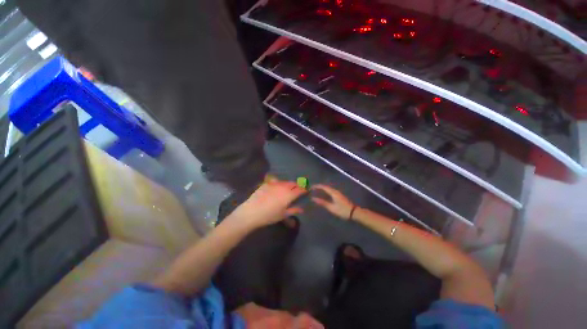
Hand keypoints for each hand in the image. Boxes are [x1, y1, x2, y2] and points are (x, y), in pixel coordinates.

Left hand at [230, 179, 306, 228]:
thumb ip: (294, 210)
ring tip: (289, 189)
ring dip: (289, 184)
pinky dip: (280, 184)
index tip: (306, 191)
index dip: (304, 189)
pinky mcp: (267, 183)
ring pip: (285, 182)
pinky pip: (276, 181)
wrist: (251, 212)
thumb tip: (302, 209)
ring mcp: (274, 184)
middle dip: (297, 186)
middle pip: (293, 183)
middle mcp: (283, 187)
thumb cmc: (269, 216)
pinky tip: (277, 188)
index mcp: (289, 194)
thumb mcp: (283, 215)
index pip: (300, 189)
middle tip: (298, 190)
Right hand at [311, 184, 353, 219]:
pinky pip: (330, 190)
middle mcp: (335, 191)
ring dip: (322, 188)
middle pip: (325, 186)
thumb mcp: (331, 207)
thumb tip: (313, 198)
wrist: (354, 212)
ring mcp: (338, 192)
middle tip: (312, 188)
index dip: (317, 186)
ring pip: (328, 188)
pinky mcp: (339, 195)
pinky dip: (325, 190)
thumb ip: (322, 202)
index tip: (311, 187)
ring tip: (316, 190)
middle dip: (319, 186)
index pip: (323, 187)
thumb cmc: (342, 210)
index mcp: (333, 192)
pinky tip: (323, 194)